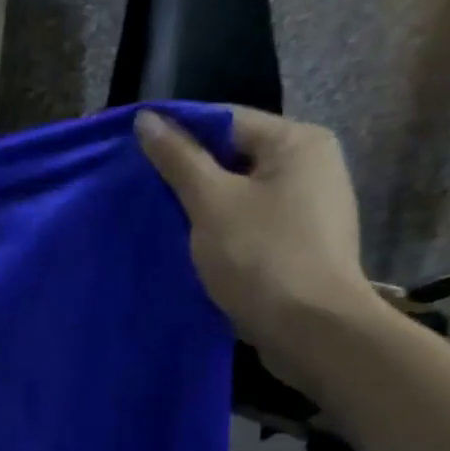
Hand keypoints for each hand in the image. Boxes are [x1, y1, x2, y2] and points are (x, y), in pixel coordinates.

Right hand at [137, 106, 380, 388]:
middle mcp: (312, 166)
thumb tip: (146, 118)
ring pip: (241, 196)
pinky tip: (194, 251)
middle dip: (190, 177)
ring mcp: (310, 209)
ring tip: (163, 224)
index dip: (178, 137)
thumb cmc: (262, 257)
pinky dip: (223, 234)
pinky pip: (252, 226)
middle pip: (234, 158)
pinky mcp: (302, 246)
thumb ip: (178, 159)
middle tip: (144, 195)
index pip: (225, 122)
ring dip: (204, 210)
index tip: (136, 157)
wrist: (312, 332)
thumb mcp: (211, 202)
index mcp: (297, 142)